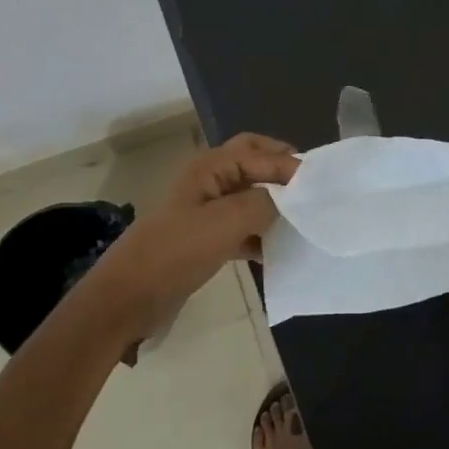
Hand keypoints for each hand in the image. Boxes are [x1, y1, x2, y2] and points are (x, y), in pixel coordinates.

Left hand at [78, 133, 298, 343]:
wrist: (128, 297)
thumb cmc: (177, 251)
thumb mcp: (226, 221)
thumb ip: (263, 203)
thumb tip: (286, 201)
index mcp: (210, 168)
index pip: (258, 151)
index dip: (288, 163)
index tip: (319, 184)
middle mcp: (208, 182)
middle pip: (252, 165)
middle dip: (280, 173)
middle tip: (311, 189)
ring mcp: (205, 212)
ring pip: (249, 197)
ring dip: (273, 206)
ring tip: (303, 221)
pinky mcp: (204, 240)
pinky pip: (241, 228)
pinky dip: (260, 235)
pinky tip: (278, 251)